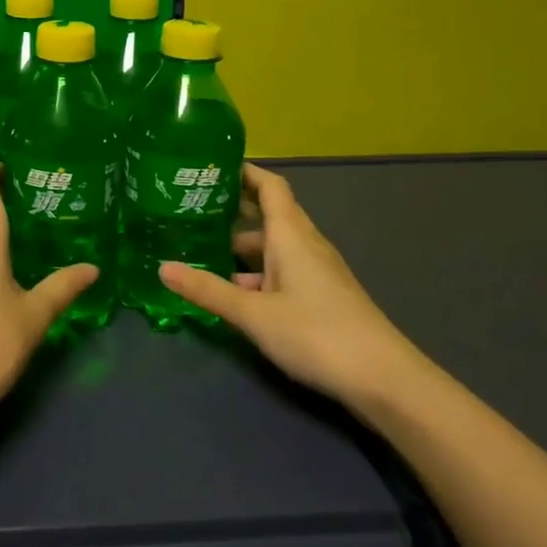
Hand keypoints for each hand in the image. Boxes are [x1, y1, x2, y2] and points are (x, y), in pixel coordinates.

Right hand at [160, 163, 416, 406]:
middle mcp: (305, 245)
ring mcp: (316, 272)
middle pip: (268, 214)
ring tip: (201, 246)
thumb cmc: (317, 333)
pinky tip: (233, 291)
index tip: (209, 165)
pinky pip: (282, 271)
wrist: (385, 380)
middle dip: (232, 208)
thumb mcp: (254, 313)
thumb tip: (162, 268)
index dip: (243, 171)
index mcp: (291, 234)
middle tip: (190, 206)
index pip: (269, 185)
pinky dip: (256, 273)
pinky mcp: (321, 298)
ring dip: (241, 244)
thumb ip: (208, 290)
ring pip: (274, 246)